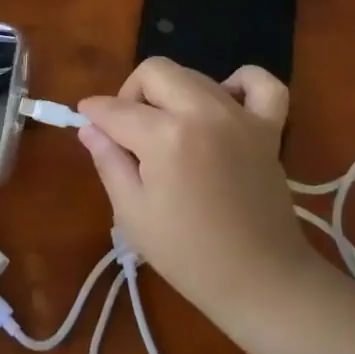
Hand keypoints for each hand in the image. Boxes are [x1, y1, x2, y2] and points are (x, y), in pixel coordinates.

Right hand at [78, 57, 318, 322]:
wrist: (261, 281)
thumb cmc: (188, 255)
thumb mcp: (132, 213)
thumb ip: (108, 161)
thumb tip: (90, 128)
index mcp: (164, 137)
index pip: (115, 109)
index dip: (93, 113)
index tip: (85, 121)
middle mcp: (202, 113)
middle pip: (154, 72)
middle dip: (131, 93)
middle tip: (128, 131)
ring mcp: (240, 116)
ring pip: (193, 75)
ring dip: (171, 93)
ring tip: (168, 128)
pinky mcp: (269, 128)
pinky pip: (260, 84)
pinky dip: (240, 83)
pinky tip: (223, 102)